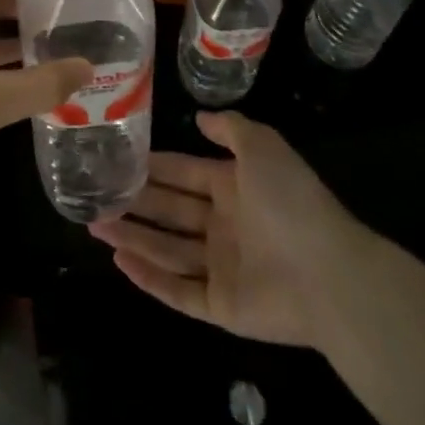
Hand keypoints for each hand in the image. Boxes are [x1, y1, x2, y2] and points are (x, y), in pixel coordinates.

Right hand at [89, 111, 368, 347]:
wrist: (330, 274)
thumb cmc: (291, 202)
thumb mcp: (262, 147)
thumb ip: (231, 129)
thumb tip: (200, 118)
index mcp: (234, 188)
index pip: (183, 173)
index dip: (153, 166)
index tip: (118, 159)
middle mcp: (224, 226)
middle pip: (170, 211)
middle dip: (134, 201)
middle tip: (95, 194)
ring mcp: (222, 267)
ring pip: (167, 249)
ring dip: (132, 236)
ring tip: (95, 223)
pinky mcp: (221, 306)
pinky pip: (178, 291)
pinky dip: (149, 278)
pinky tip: (119, 261)